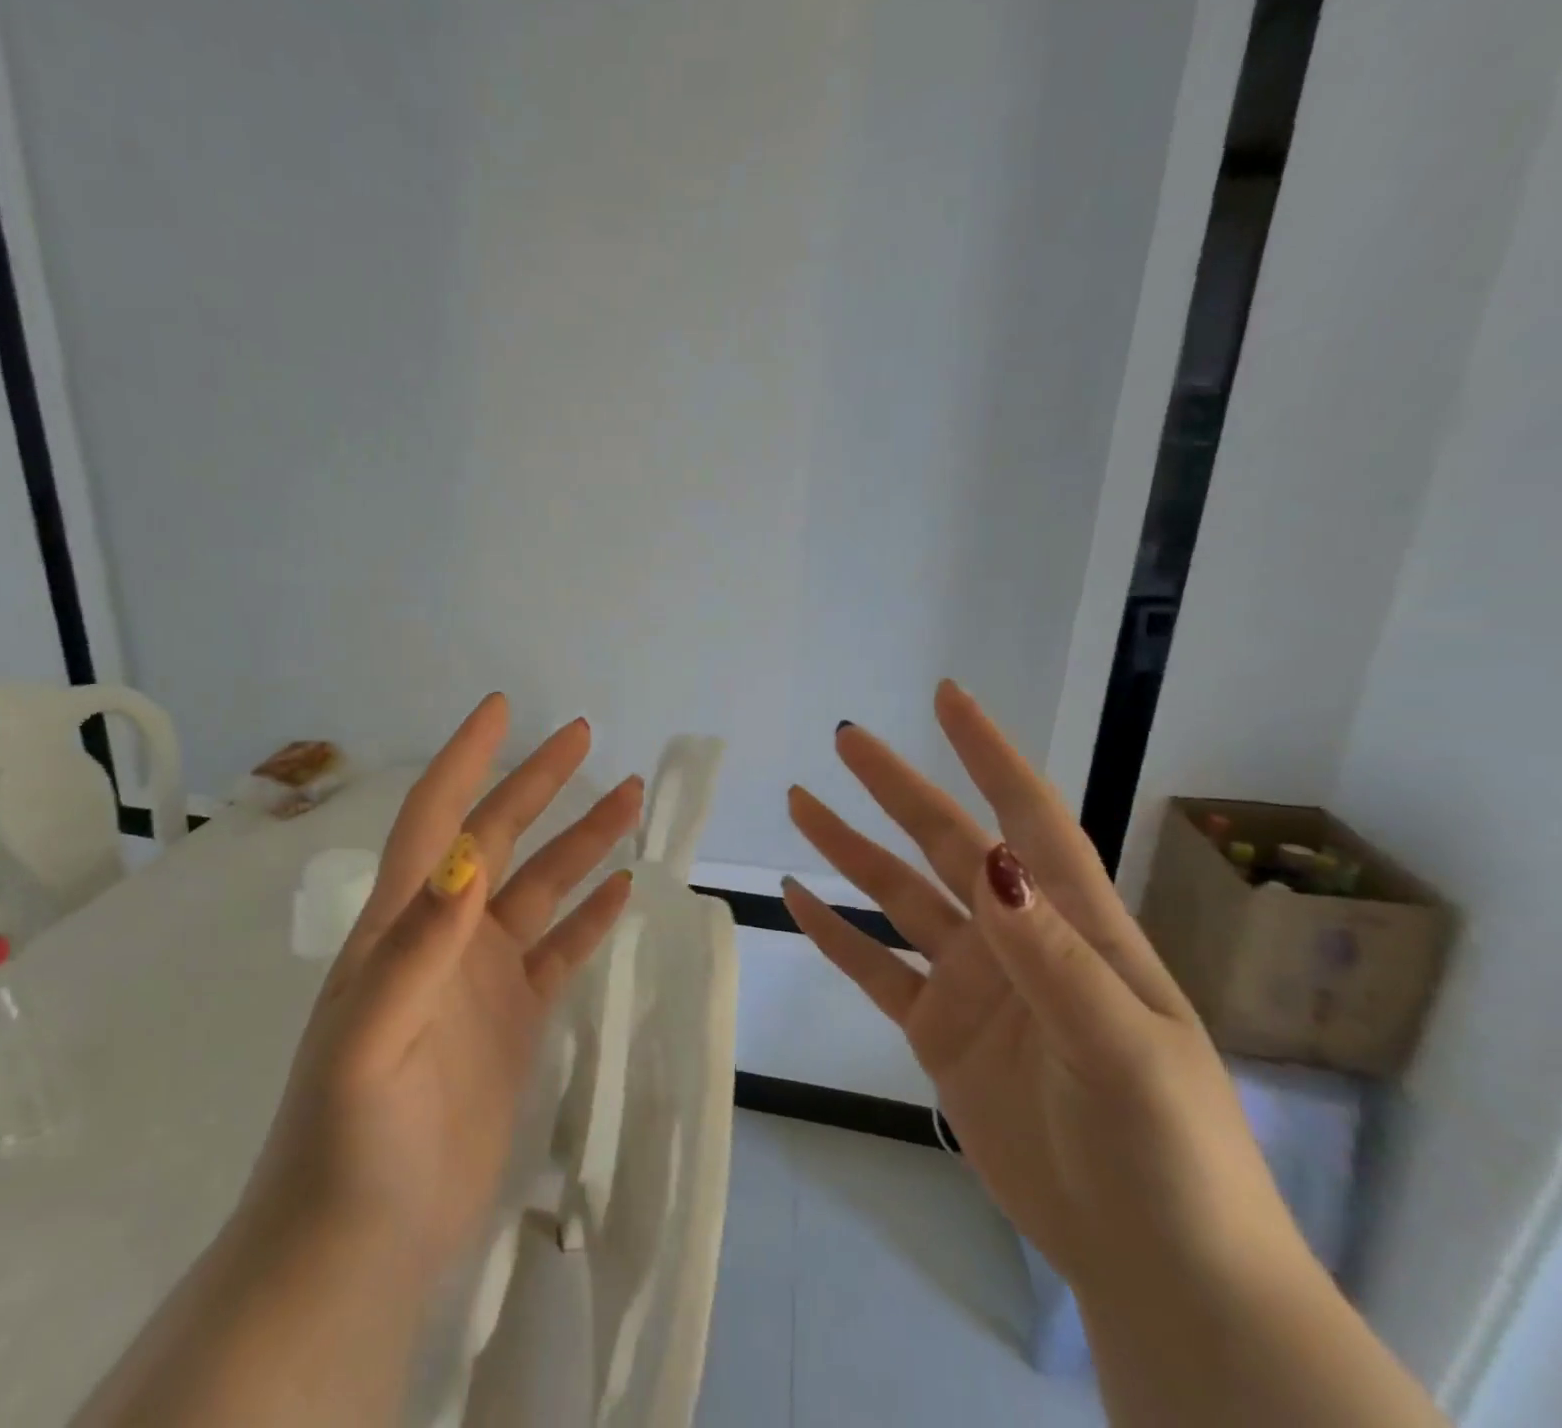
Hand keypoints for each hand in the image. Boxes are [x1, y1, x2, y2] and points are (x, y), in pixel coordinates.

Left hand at [238, 693, 643, 1282]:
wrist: (363, 1244)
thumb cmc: (351, 1138)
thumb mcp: (372, 1038)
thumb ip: (417, 946)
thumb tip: (468, 858)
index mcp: (403, 923)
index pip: (437, 818)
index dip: (466, 759)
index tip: (502, 708)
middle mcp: (444, 934)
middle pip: (498, 838)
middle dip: (538, 783)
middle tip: (585, 738)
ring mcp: (482, 977)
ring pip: (541, 888)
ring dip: (582, 843)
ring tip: (630, 799)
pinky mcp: (513, 1019)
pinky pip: (560, 951)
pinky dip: (590, 917)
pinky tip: (622, 890)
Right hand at [783, 682, 1300, 1294]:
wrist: (1153, 1263)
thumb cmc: (1165, 1149)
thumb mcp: (1119, 1047)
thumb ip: (1050, 952)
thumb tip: (989, 859)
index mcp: (1074, 926)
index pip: (1028, 818)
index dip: (989, 755)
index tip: (948, 698)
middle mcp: (1016, 938)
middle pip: (946, 844)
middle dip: (896, 788)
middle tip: (846, 739)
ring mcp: (971, 984)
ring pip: (897, 897)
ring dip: (849, 850)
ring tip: (799, 804)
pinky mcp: (937, 1031)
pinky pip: (874, 967)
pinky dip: (834, 932)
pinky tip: (797, 899)